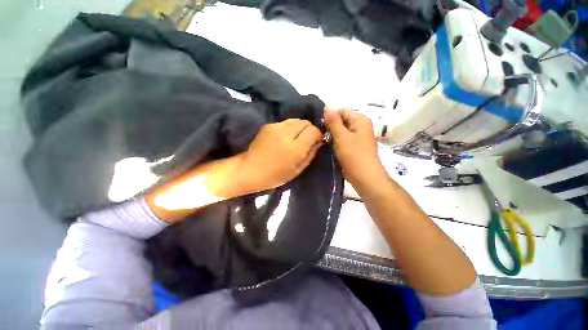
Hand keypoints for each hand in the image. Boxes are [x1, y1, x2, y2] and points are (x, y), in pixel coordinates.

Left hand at [236, 119, 322, 193]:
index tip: (316, 141)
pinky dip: (290, 128)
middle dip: (310, 129)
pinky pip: (286, 122)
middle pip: (305, 122)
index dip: (318, 134)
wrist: (250, 170)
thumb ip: (311, 154)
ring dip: (300, 127)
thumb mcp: (297, 170)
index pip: (313, 130)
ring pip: (296, 120)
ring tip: (296, 138)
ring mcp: (276, 127)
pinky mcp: (268, 125)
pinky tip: (285, 137)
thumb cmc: (275, 176)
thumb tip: (319, 141)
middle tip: (307, 140)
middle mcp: (286, 134)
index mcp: (295, 148)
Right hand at [324, 107, 385, 187]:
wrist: (364, 177)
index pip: (342, 111)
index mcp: (360, 120)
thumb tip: (327, 106)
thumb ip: (333, 121)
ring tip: (322, 140)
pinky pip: (343, 140)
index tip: (319, 125)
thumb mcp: (341, 136)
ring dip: (332, 135)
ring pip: (341, 132)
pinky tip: (328, 146)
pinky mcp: (354, 147)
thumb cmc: (353, 154)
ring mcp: (358, 138)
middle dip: (331, 127)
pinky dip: (336, 142)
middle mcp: (360, 127)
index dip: (330, 116)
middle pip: (342, 121)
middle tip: (320, 134)